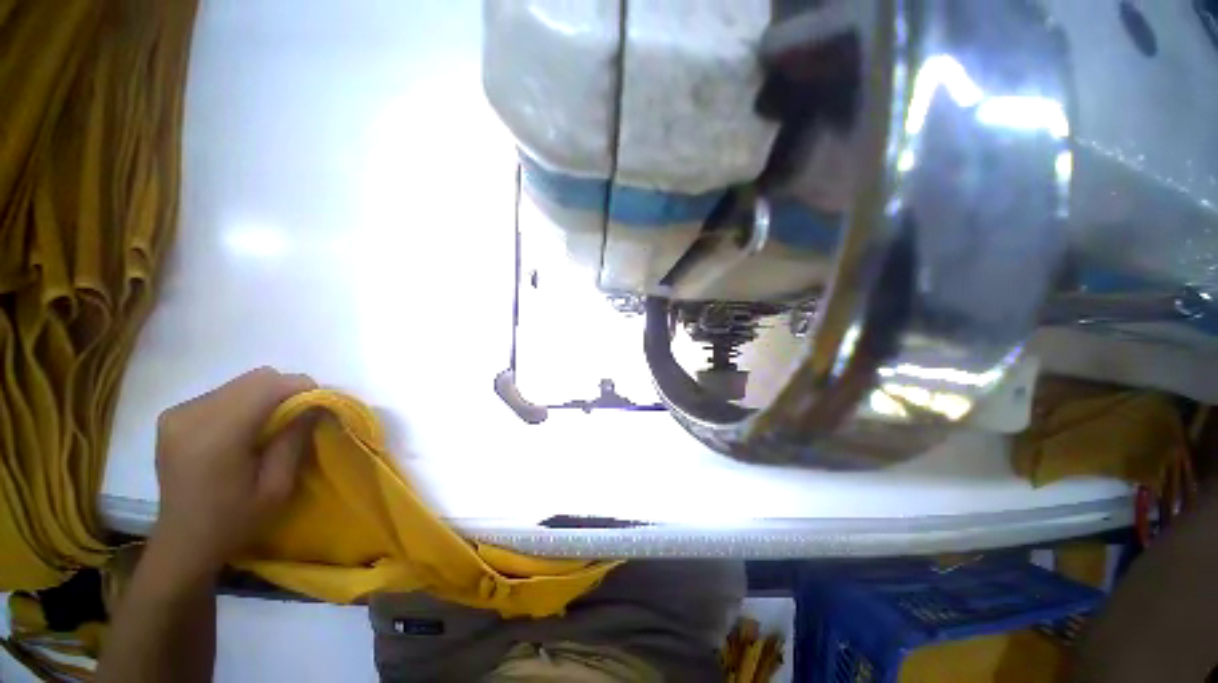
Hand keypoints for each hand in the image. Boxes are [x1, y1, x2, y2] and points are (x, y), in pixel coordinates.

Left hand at [148, 367, 316, 582]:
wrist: (184, 542)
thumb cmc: (235, 520)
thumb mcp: (277, 486)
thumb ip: (295, 439)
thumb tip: (316, 404)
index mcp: (216, 435)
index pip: (268, 386)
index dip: (301, 388)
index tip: (319, 406)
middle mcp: (191, 414)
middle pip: (255, 379)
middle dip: (285, 391)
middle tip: (298, 418)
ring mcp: (178, 413)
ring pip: (240, 384)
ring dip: (264, 397)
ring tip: (270, 427)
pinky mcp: (173, 415)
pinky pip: (223, 393)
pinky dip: (244, 403)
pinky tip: (242, 430)